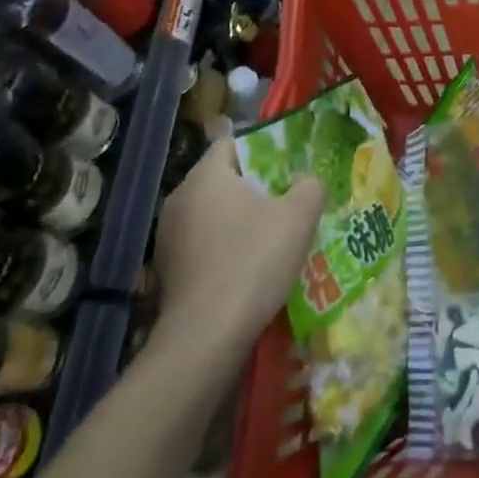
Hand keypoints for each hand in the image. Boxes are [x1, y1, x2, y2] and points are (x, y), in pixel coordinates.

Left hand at [153, 136, 323, 367]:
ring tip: (275, 236)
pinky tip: (251, 267)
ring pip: (214, 213)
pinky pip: (204, 243)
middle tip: (289, 200)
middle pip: (223, 179)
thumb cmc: (254, 261)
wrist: (207, 334)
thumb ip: (310, 186)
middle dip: (257, 187)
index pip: (232, 143)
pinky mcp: (168, 269)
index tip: (289, 167)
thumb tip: (305, 182)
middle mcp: (179, 199)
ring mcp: (168, 236)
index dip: (263, 149)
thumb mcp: (299, 216)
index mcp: (206, 177)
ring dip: (242, 220)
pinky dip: (227, 246)